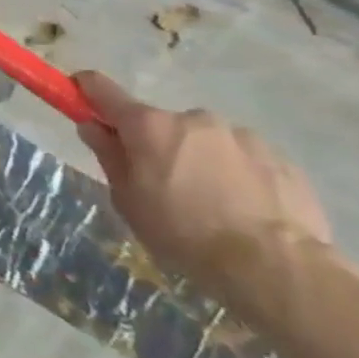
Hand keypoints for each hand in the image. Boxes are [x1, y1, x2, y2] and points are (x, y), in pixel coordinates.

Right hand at [73, 72, 336, 304]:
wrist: (276, 268)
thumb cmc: (184, 235)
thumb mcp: (129, 202)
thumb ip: (109, 157)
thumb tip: (93, 127)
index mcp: (148, 126)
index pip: (103, 90)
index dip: (86, 89)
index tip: (79, 95)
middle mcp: (192, 117)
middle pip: (161, 124)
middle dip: (157, 146)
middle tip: (164, 187)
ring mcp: (239, 134)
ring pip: (205, 141)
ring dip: (201, 161)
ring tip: (215, 208)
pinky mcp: (279, 157)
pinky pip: (244, 159)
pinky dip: (238, 176)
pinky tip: (246, 212)